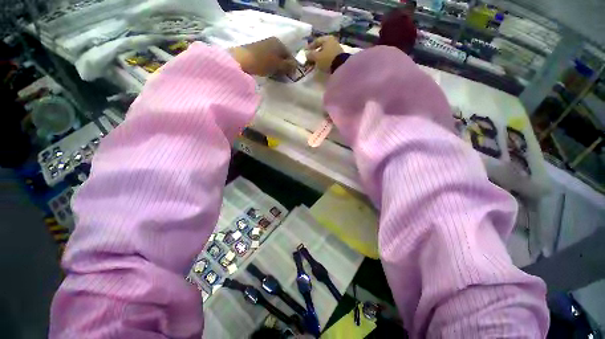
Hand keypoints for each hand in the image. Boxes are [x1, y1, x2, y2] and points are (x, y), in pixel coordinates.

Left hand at [229, 37, 296, 75]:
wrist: (240, 60)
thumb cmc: (262, 62)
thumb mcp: (278, 65)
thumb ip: (288, 66)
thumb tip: (296, 67)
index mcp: (279, 43)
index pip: (291, 56)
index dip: (292, 67)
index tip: (290, 77)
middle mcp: (272, 42)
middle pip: (282, 58)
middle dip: (284, 68)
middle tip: (282, 78)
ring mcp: (264, 46)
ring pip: (275, 59)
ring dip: (276, 69)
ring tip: (274, 77)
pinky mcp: (257, 51)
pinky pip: (267, 60)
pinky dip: (269, 67)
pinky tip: (267, 73)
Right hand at [305, 36, 343, 72]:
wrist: (340, 66)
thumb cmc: (327, 59)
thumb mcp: (316, 57)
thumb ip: (310, 55)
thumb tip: (306, 54)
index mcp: (326, 38)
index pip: (316, 41)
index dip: (310, 47)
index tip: (306, 52)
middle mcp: (332, 41)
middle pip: (321, 47)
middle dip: (315, 53)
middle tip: (310, 58)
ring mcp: (336, 48)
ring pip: (325, 52)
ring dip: (320, 57)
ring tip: (316, 63)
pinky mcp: (339, 56)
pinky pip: (329, 56)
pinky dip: (325, 59)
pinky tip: (322, 64)